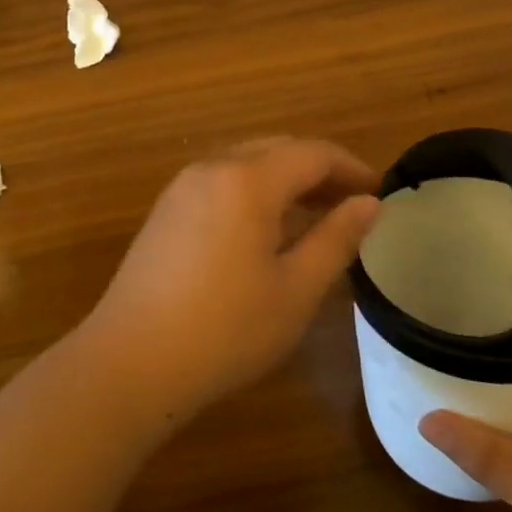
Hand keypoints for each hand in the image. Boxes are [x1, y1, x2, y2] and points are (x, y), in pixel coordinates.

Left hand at [75, 138, 379, 429]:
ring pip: (246, 164)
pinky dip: (254, 192)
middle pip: (277, 150)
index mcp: (247, 180)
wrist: (132, 361)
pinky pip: (221, 183)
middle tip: (351, 204)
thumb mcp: (296, 289)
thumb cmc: (226, 329)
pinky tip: (265, 230)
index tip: (378, 193)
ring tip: (316, 216)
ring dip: (285, 180)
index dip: (350, 168)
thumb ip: (336, 239)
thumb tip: (368, 204)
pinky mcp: (165, 211)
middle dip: (318, 171)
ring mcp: (182, 188)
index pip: (311, 154)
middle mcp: (212, 168)